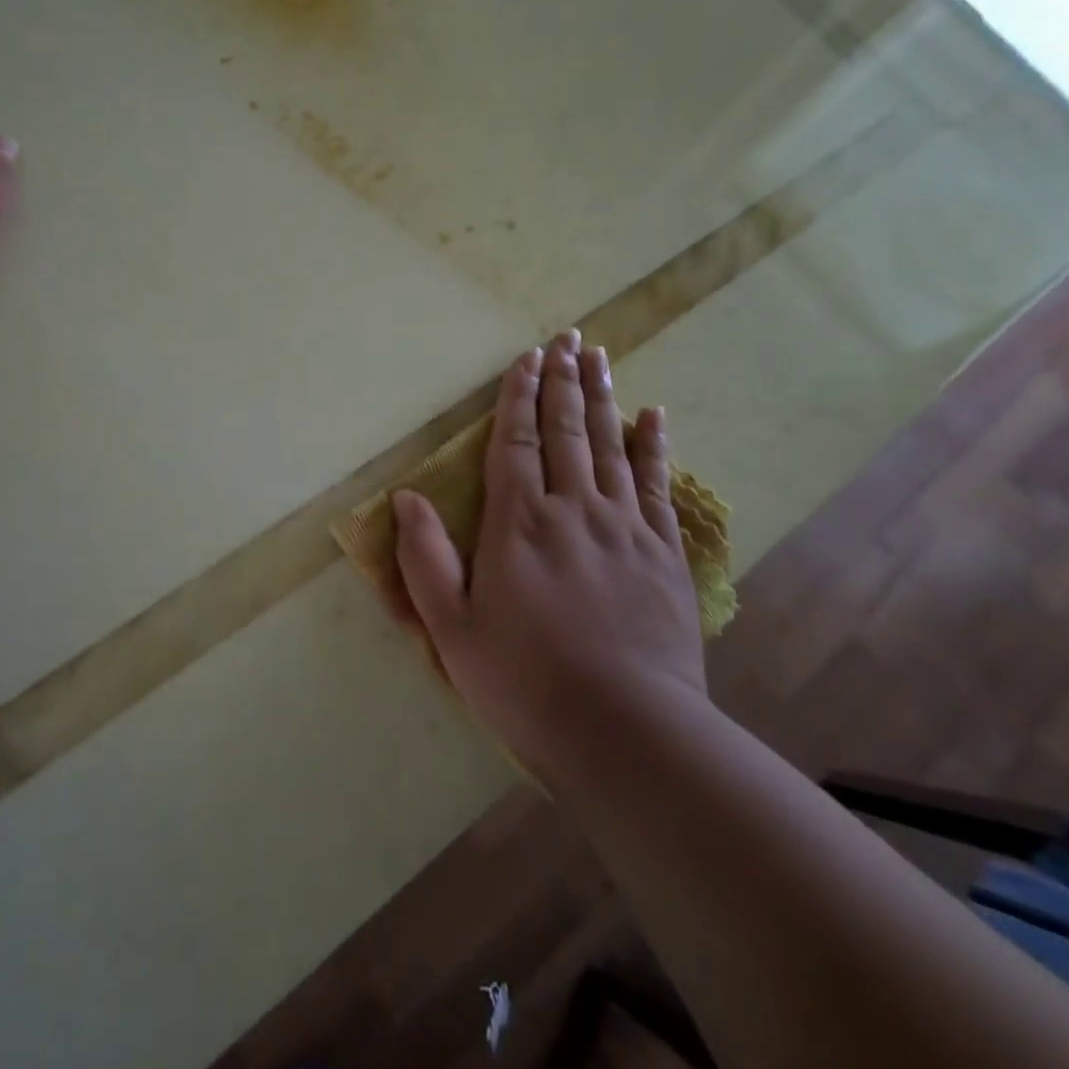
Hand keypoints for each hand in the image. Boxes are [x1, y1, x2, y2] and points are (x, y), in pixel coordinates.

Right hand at [393, 330, 707, 782]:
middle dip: (563, 380)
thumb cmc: (526, 682)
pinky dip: (654, 446)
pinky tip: (654, 416)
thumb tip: (406, 497)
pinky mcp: (663, 552)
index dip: (519, 396)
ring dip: (603, 397)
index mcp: (518, 523)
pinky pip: (658, 485)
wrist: (627, 732)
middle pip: (566, 430)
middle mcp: (572, 509)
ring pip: (611, 445)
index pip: (514, 442)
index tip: (527, 358)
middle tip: (567, 337)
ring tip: (600, 357)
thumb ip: (425, 558)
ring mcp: (624, 527)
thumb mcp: (452, 629)